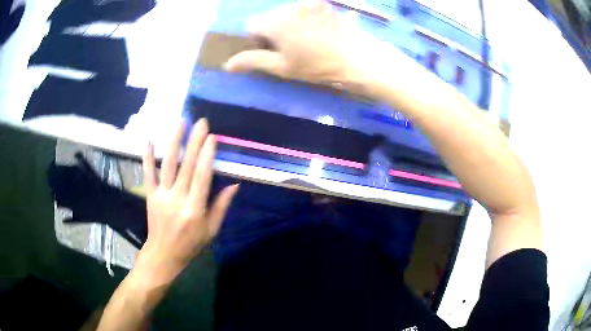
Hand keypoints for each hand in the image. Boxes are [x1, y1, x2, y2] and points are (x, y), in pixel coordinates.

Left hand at [139, 119, 238, 281]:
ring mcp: (161, 195)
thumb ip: (221, 206)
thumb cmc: (191, 243)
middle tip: (201, 122)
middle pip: (186, 166)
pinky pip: (148, 174)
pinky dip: (147, 157)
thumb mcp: (211, 230)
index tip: (212, 137)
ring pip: (167, 165)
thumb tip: (234, 184)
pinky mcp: (150, 195)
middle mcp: (177, 199)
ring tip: (180, 123)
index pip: (202, 177)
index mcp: (194, 209)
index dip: (207, 156)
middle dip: (194, 142)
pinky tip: (148, 140)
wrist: (164, 253)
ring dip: (174, 142)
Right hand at [224, 0, 385, 88]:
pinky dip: (305, 18)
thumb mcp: (283, 67)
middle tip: (294, 48)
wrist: (358, 58)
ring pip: (287, 12)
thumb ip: (253, 61)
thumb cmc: (318, 66)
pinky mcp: (324, 4)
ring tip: (309, 40)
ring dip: (290, 24)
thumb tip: (227, 64)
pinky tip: (320, 32)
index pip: (252, 25)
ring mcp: (309, 3)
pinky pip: (305, 9)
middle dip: (274, 30)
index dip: (259, 39)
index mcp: (275, 21)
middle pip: (270, 16)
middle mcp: (289, 6)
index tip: (274, 51)